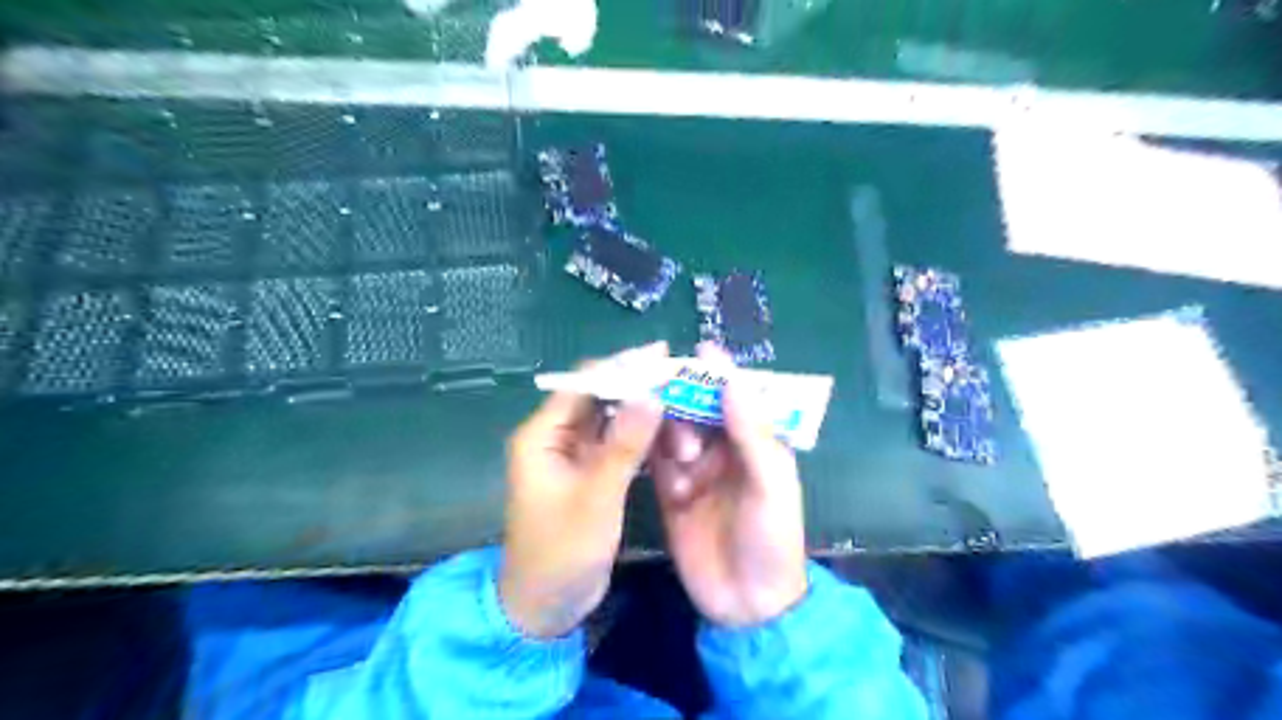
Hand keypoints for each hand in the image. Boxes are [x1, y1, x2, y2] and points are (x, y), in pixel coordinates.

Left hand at [499, 346, 664, 638]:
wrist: (546, 606)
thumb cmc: (562, 552)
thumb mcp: (596, 497)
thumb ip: (624, 445)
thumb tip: (652, 394)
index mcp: (542, 435)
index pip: (584, 384)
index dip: (622, 366)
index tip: (662, 354)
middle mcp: (555, 437)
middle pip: (598, 397)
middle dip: (636, 385)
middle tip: (679, 373)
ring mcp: (572, 455)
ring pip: (610, 419)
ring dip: (641, 409)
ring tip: (680, 395)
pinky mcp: (589, 473)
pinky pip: (615, 442)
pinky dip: (639, 434)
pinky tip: (667, 428)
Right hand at [646, 347, 804, 626]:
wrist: (747, 605)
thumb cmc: (771, 540)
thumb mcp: (770, 484)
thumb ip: (751, 433)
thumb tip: (731, 380)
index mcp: (756, 442)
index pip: (736, 398)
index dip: (719, 373)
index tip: (699, 349)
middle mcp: (724, 449)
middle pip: (698, 409)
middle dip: (686, 405)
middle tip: (676, 409)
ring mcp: (695, 470)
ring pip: (674, 431)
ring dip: (671, 434)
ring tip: (681, 457)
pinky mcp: (670, 492)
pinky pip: (656, 461)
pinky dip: (653, 454)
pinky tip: (656, 461)